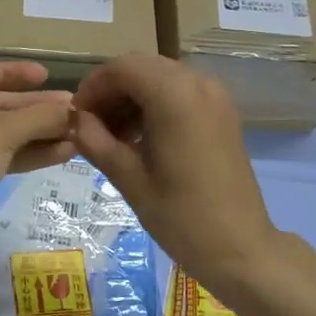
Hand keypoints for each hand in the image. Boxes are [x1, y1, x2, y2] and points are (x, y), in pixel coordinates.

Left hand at [0, 61, 75, 259]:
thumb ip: (38, 117)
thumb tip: (75, 111)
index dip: (14, 73)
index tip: (47, 75)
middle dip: (36, 107)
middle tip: (75, 108)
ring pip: (5, 132)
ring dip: (40, 131)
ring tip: (79, 131)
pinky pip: (5, 156)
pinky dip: (32, 152)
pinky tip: (65, 151)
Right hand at [74, 53, 279, 295]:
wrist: (240, 248)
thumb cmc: (180, 216)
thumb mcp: (129, 179)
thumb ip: (96, 141)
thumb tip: (75, 120)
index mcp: (174, 96)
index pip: (122, 68)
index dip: (93, 86)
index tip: (75, 116)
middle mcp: (198, 84)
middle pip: (141, 67)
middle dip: (111, 90)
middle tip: (89, 125)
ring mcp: (215, 97)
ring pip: (160, 77)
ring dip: (132, 96)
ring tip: (111, 135)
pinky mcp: (222, 113)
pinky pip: (180, 92)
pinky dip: (154, 103)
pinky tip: (140, 137)